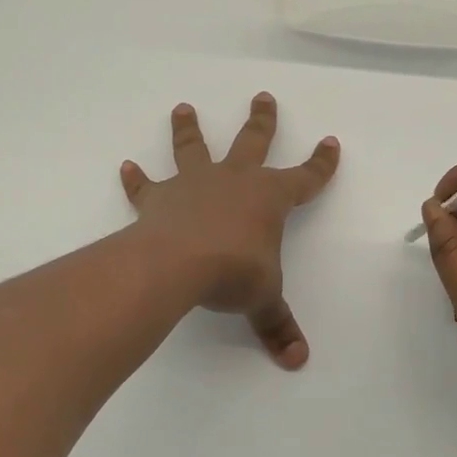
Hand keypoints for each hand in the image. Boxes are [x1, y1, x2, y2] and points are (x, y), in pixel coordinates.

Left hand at [121, 94, 339, 368]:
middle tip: (263, 96)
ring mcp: (195, 185)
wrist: (179, 264)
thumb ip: (278, 325)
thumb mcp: (264, 299)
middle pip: (253, 141)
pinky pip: (146, 185)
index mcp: (269, 198)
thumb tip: (298, 360)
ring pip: (194, 148)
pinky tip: (125, 167)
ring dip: (189, 129)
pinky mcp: (160, 198)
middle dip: (262, 120)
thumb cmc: (234, 273)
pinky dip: (136, 179)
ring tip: (183, 107)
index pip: (305, 177)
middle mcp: (234, 181)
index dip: (321, 163)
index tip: (331, 142)